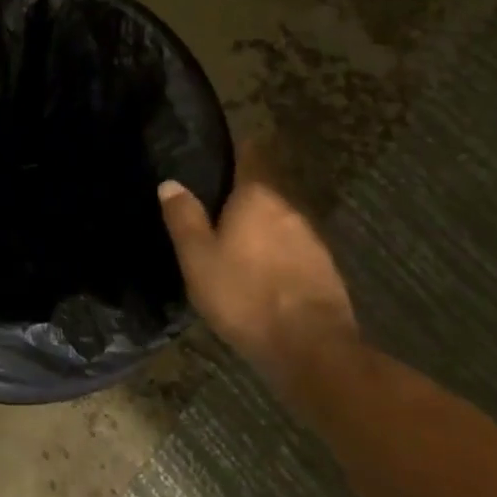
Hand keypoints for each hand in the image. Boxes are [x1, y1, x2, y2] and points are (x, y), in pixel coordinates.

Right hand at [158, 144, 357, 393]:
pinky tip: (263, 276)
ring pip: (279, 223)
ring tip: (237, 247)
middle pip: (263, 192)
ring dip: (260, 230)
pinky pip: (293, 251)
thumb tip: (170, 182)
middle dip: (242, 198)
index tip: (221, 147)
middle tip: (215, 211)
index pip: (250, 155)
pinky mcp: (326, 271)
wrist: (312, 349)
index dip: (236, 148)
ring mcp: (312, 240)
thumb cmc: (245, 295)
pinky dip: (277, 256)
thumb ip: (184, 218)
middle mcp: (289, 208)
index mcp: (257, 196)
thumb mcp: (198, 258)